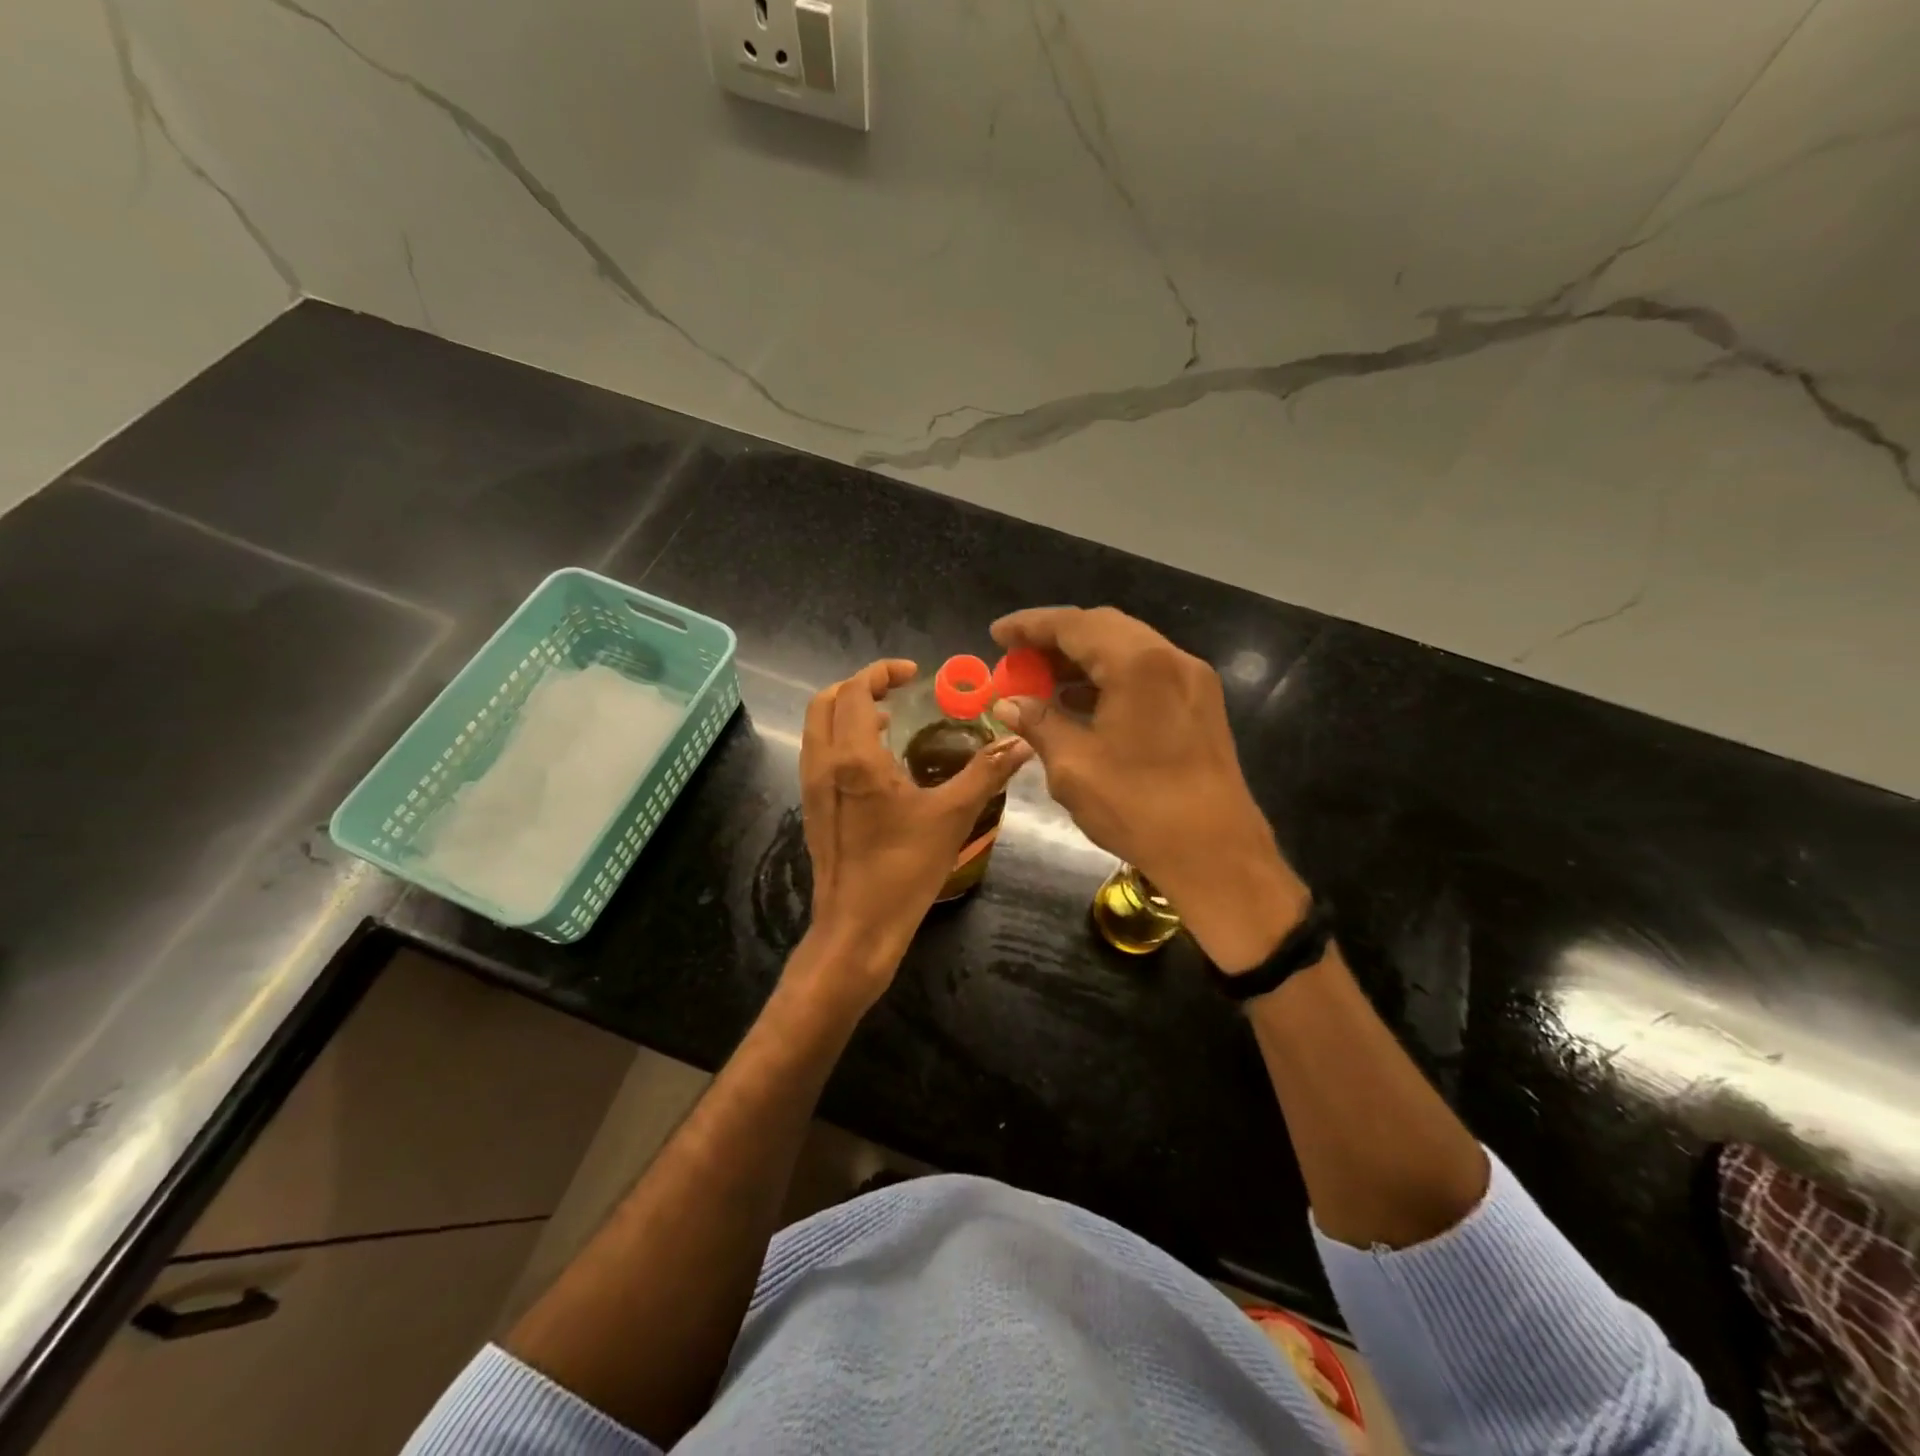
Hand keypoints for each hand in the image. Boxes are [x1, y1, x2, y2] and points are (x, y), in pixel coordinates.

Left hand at [798, 659, 1031, 1007]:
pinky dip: (841, 738)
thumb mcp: (952, 816)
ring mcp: (811, 787)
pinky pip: (819, 754)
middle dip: (859, 686)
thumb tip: (1020, 742)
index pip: (855, 691)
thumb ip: (985, 773)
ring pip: (817, 728)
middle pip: (825, 702)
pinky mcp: (812, 808)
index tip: (913, 674)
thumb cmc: (904, 870)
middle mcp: (823, 764)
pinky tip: (877, 763)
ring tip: (888, 720)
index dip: (881, 672)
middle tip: (896, 691)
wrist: (857, 928)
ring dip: (847, 711)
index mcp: (853, 758)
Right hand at [989, 607, 1308, 971]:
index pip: (1074, 625)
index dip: (1029, 626)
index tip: (996, 635)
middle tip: (1017, 657)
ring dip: (1083, 658)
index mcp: (1138, 664)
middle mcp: (1170, 658)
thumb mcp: (1074, 766)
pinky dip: (1110, 676)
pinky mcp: (1200, 703)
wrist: (1216, 853)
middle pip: (1104, 628)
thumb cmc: (1138, 807)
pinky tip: (1082, 701)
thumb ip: (1039, 723)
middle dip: (1056, 638)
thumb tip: (1009, 703)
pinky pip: (1146, 672)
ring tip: (1042, 681)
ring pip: (1128, 648)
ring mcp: (1192, 679)